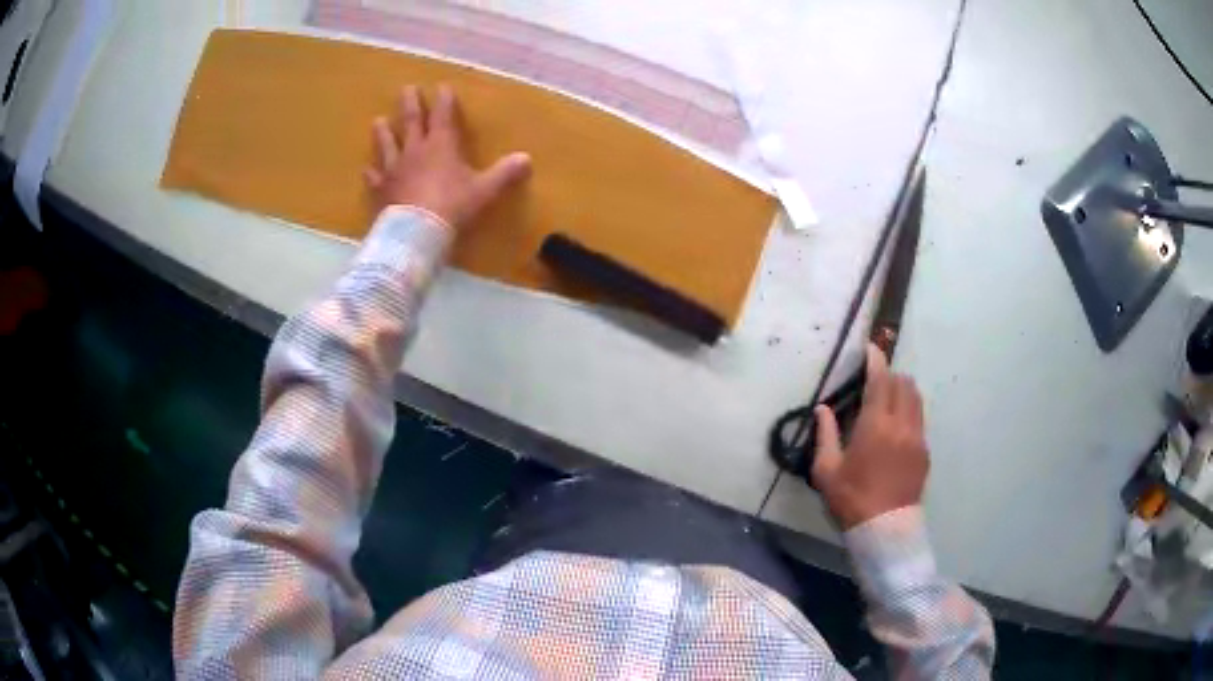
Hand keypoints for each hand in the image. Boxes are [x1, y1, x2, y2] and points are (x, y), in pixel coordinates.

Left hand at [365, 85, 531, 228]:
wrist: (417, 231)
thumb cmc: (453, 205)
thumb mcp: (484, 189)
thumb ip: (504, 173)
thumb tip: (526, 159)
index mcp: (441, 145)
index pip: (443, 115)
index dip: (444, 100)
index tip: (442, 87)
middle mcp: (416, 150)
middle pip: (411, 121)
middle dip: (411, 104)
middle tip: (407, 88)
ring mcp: (395, 169)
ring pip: (388, 144)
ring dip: (384, 132)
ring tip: (378, 120)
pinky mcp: (382, 189)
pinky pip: (375, 179)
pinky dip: (371, 174)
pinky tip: (367, 170)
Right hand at [812, 344, 929, 529]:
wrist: (884, 528)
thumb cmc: (851, 498)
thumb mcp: (826, 470)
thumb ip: (825, 435)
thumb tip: (823, 409)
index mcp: (876, 425)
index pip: (880, 380)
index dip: (876, 359)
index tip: (871, 347)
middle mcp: (901, 424)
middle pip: (903, 383)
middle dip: (889, 374)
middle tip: (875, 379)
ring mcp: (917, 437)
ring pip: (916, 398)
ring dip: (903, 390)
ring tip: (889, 399)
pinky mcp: (924, 451)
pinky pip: (919, 419)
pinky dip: (909, 411)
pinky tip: (897, 428)